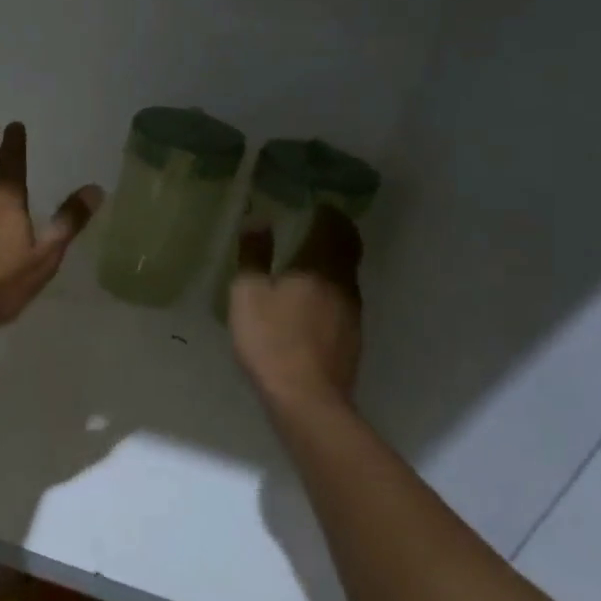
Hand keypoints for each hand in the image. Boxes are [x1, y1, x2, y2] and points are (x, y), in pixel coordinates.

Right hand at [228, 205, 363, 411]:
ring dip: (335, 260)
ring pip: (347, 274)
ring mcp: (352, 312)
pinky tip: (314, 298)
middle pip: (348, 248)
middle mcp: (344, 283)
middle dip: (338, 232)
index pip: (334, 227)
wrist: (306, 397)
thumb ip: (253, 255)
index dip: (328, 212)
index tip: (318, 202)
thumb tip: (258, 218)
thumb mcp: (248, 294)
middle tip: (321, 222)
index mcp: (320, 266)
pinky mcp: (351, 336)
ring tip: (313, 257)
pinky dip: (332, 287)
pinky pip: (343, 299)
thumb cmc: (271, 340)